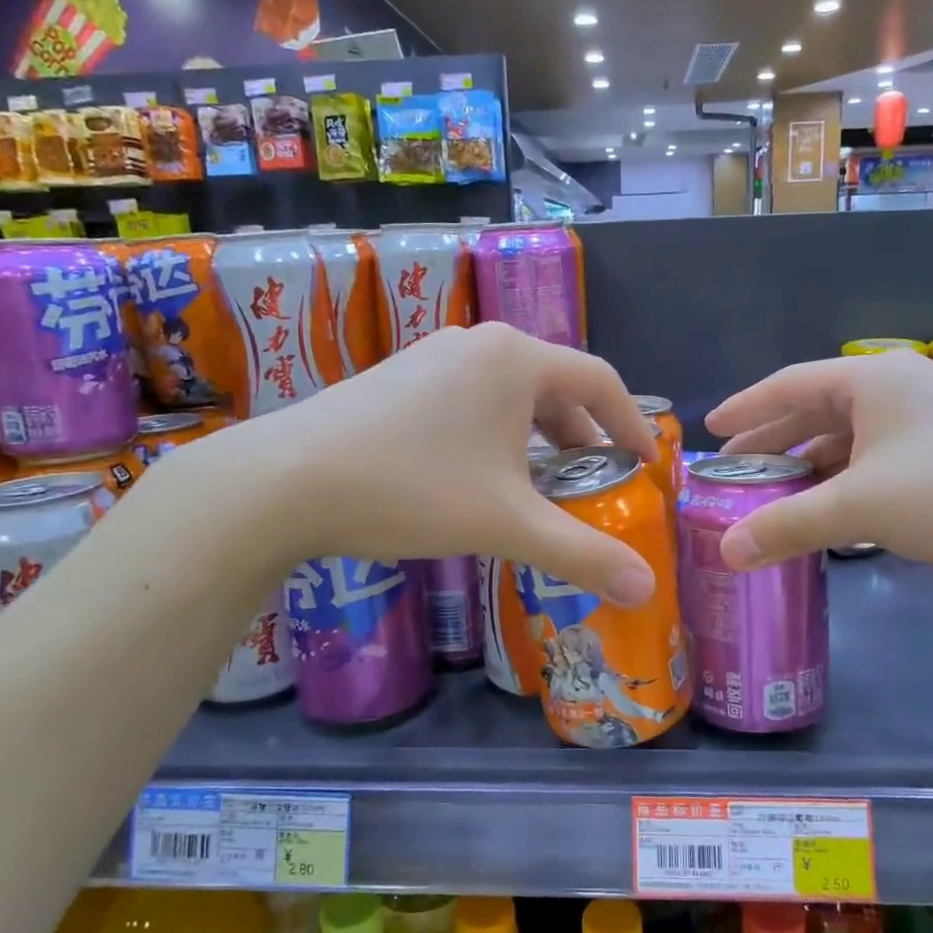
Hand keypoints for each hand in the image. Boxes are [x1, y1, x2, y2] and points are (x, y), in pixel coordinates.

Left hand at [192, 323, 661, 604]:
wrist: (285, 481)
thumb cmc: (413, 489)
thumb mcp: (508, 524)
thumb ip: (582, 554)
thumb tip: (646, 589)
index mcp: (516, 359)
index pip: (599, 381)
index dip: (632, 424)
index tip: (646, 465)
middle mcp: (478, 344)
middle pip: (554, 385)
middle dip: (583, 435)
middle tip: (596, 481)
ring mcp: (432, 356)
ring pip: (509, 393)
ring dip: (537, 436)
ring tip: (542, 483)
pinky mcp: (398, 377)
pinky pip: (469, 398)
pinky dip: (495, 433)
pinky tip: (480, 475)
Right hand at [704, 352, 932, 578]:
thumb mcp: (861, 508)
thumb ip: (786, 525)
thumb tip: (724, 552)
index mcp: (872, 380)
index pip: (788, 385)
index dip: (745, 408)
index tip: (711, 428)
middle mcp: (898, 389)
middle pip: (816, 410)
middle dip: (772, 441)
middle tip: (733, 469)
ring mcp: (928, 420)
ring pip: (848, 438)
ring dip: (808, 465)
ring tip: (773, 493)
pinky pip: (876, 458)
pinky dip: (845, 480)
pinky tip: (830, 508)